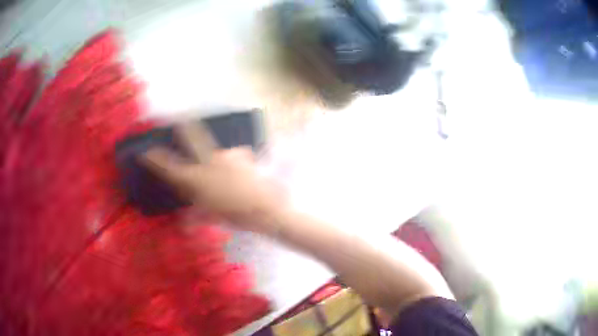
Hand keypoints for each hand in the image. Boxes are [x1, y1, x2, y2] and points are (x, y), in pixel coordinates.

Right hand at [142, 123, 285, 232]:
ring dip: (214, 152)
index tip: (144, 151)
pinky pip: (235, 154)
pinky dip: (233, 161)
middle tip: (180, 118)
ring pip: (215, 147)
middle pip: (193, 136)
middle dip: (185, 126)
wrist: (266, 208)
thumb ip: (195, 217)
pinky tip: (238, 170)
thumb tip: (184, 225)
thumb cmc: (235, 216)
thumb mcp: (211, 217)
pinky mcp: (244, 155)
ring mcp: (227, 155)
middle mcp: (209, 161)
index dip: (154, 158)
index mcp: (196, 179)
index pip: (168, 166)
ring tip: (221, 166)